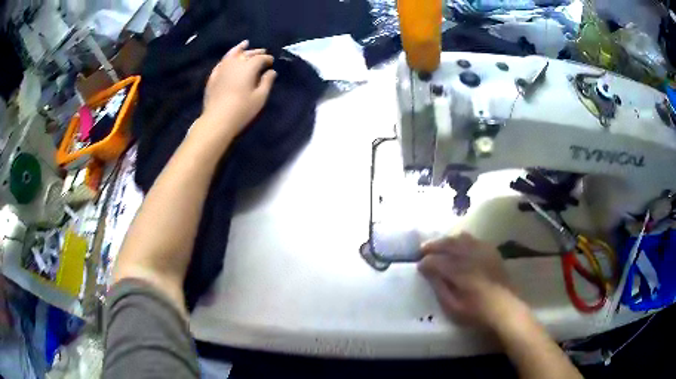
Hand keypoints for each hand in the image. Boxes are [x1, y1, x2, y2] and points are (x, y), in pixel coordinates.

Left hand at [201, 40, 276, 137]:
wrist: (217, 120)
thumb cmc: (242, 110)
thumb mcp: (260, 97)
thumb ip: (267, 82)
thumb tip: (271, 72)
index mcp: (248, 68)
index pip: (260, 58)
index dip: (267, 58)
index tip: (272, 62)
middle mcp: (235, 64)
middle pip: (246, 54)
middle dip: (256, 52)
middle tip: (262, 52)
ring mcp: (222, 69)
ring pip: (232, 54)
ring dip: (239, 49)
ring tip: (244, 45)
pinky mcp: (213, 77)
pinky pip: (221, 63)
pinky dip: (227, 58)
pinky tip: (228, 59)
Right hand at [418, 233, 518, 328]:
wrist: (504, 307)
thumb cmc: (476, 311)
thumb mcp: (452, 306)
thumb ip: (439, 287)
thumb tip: (428, 272)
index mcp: (458, 271)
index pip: (435, 260)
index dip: (425, 263)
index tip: (419, 267)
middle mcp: (469, 256)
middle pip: (447, 243)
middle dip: (433, 245)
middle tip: (423, 250)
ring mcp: (482, 251)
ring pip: (460, 237)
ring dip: (447, 240)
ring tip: (440, 246)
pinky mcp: (491, 251)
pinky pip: (474, 240)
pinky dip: (463, 241)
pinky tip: (460, 247)